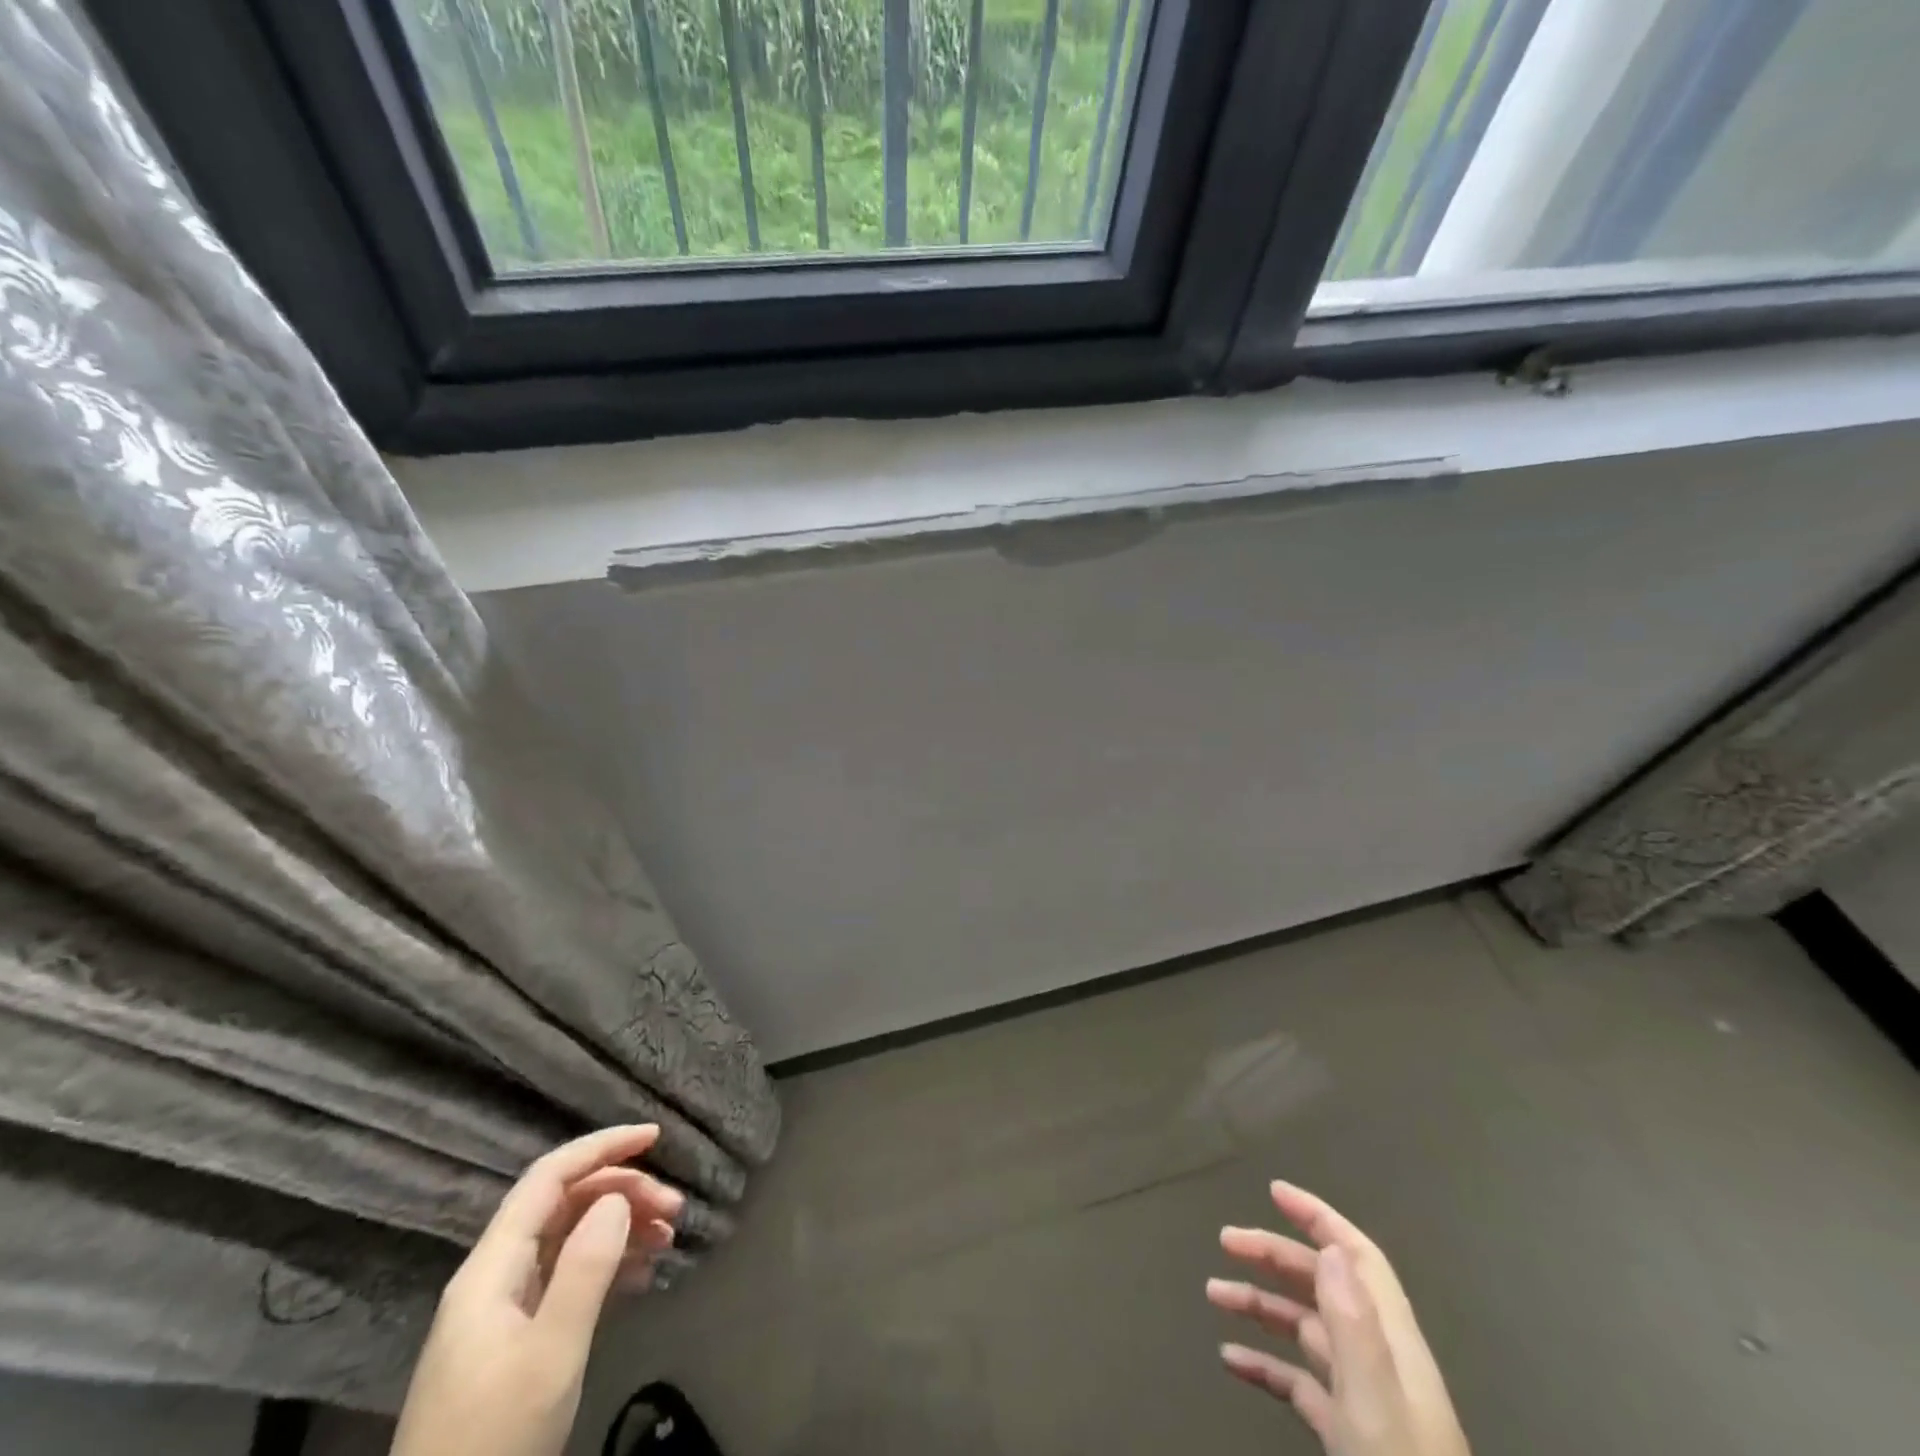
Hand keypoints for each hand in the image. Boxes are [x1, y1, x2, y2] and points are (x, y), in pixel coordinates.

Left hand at [390, 1125, 684, 1455]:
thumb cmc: (495, 1440)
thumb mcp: (550, 1355)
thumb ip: (585, 1269)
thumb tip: (618, 1197)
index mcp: (491, 1268)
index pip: (548, 1178)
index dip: (601, 1147)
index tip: (656, 1138)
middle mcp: (494, 1277)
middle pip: (563, 1204)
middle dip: (622, 1192)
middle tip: (675, 1209)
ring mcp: (501, 1310)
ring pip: (569, 1238)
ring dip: (620, 1226)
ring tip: (668, 1237)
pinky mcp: (514, 1340)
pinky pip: (567, 1275)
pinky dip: (608, 1263)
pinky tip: (642, 1273)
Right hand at [1207, 1181, 1469, 1455]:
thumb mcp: (1376, 1404)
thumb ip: (1355, 1325)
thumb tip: (1330, 1246)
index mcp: (1392, 1341)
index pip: (1357, 1257)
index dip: (1318, 1218)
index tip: (1274, 1192)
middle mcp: (1378, 1360)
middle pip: (1324, 1284)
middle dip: (1274, 1254)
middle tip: (1225, 1241)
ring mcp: (1363, 1399)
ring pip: (1306, 1329)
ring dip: (1261, 1304)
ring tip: (1214, 1294)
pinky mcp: (1348, 1435)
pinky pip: (1300, 1382)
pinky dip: (1266, 1363)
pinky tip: (1231, 1360)